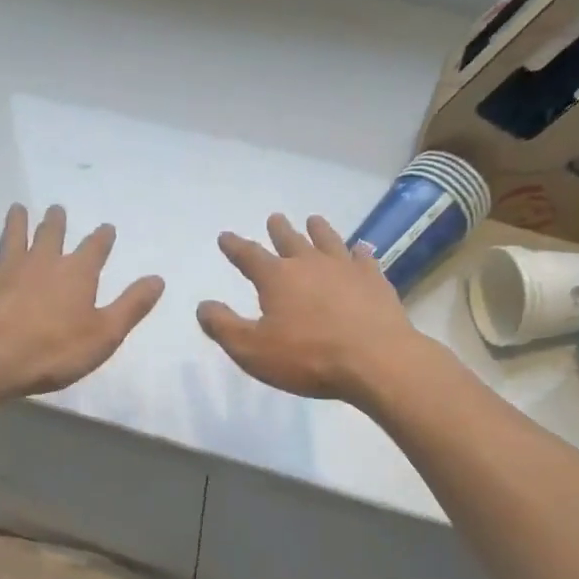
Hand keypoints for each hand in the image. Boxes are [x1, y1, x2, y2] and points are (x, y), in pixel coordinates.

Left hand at [0, 204, 163, 399]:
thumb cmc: (54, 351)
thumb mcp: (105, 334)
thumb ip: (131, 305)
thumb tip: (158, 278)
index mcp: (77, 273)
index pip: (95, 247)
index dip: (102, 237)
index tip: (106, 228)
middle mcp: (43, 261)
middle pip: (51, 234)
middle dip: (56, 221)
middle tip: (57, 209)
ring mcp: (8, 268)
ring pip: (14, 237)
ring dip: (17, 222)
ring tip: (18, 208)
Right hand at [197, 213, 423, 404]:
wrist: (376, 360)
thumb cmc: (308, 357)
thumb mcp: (252, 350)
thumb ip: (224, 327)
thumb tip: (203, 305)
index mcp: (277, 278)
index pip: (249, 255)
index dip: (235, 246)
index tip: (225, 236)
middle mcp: (309, 263)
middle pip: (290, 240)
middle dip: (279, 230)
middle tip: (275, 218)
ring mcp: (345, 268)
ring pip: (328, 240)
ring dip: (318, 230)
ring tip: (313, 220)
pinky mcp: (375, 280)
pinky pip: (364, 259)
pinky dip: (359, 252)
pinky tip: (361, 250)